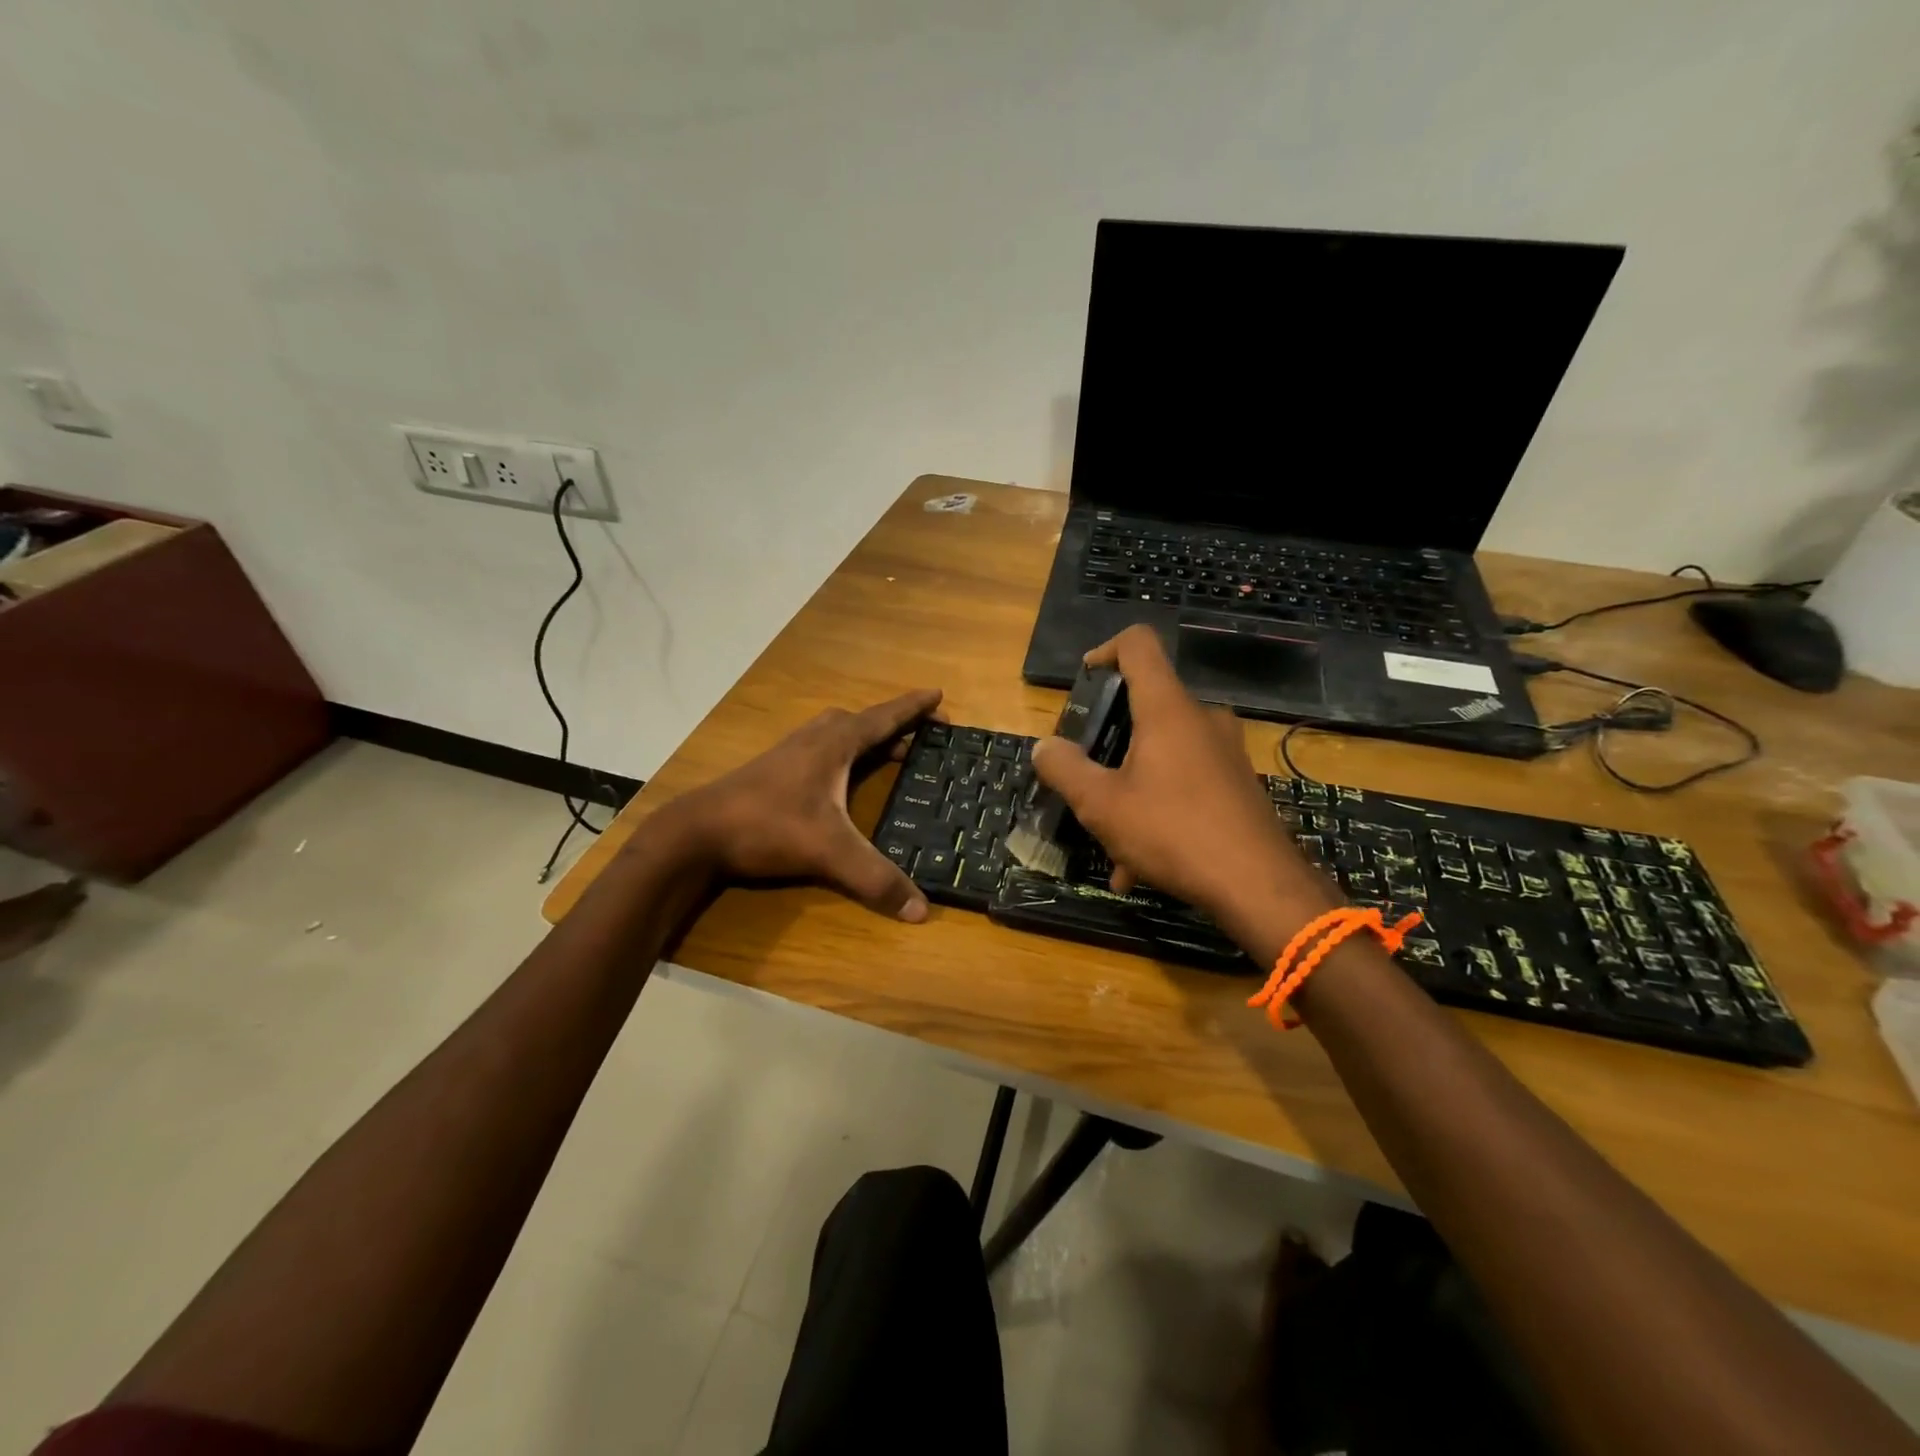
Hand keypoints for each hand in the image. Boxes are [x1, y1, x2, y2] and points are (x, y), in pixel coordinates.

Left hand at [662, 689, 942, 921]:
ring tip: (888, 753)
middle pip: (861, 721)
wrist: (697, 833)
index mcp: (834, 745)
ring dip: (866, 737)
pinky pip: (820, 749)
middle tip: (921, 736)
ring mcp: (789, 753)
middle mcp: (813, 740)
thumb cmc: (768, 827)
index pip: (883, 718)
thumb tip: (921, 911)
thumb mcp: (828, 852)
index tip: (938, 694)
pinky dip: (843, 754)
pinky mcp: (773, 771)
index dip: (913, 707)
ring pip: (836, 733)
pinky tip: (839, 779)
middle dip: (894, 724)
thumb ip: (875, 879)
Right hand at [1030, 626, 1336, 955]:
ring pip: (1162, 754)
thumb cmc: (1173, 832)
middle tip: (1086, 776)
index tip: (1084, 684)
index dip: (1105, 651)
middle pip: (1146, 704)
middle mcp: (1201, 719)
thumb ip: (1065, 769)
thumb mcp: (1101, 804)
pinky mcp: (1237, 783)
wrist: (1258, 886)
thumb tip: (1044, 747)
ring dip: (1129, 787)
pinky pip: (1185, 783)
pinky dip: (1157, 810)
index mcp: (1167, 709)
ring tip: (1109, 839)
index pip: (1138, 644)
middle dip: (1109, 739)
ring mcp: (1225, 752)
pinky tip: (1138, 866)